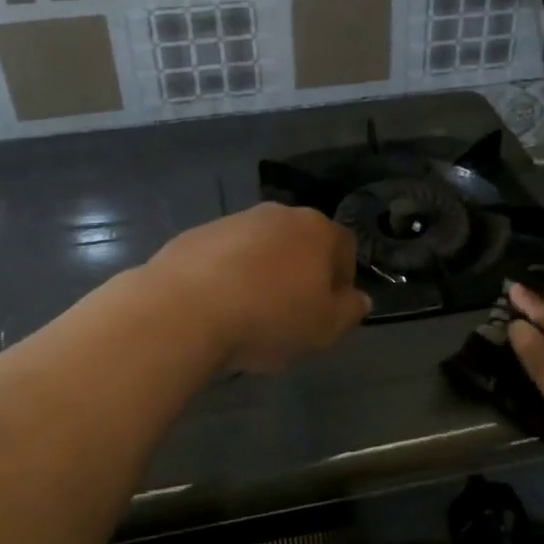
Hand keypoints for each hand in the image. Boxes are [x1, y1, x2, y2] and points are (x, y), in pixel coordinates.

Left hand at [149, 203, 370, 372]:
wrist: (184, 309)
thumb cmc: (268, 318)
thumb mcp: (324, 328)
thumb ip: (349, 311)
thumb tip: (359, 298)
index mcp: (317, 230)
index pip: (345, 249)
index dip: (341, 282)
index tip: (326, 313)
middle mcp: (278, 215)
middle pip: (301, 244)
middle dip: (300, 274)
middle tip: (290, 314)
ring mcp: (235, 220)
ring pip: (262, 248)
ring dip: (263, 273)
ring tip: (249, 313)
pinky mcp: (197, 234)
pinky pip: (226, 256)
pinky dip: (228, 275)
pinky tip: (218, 306)